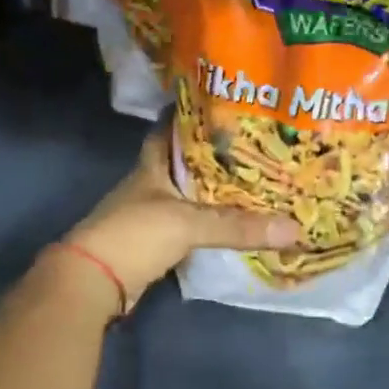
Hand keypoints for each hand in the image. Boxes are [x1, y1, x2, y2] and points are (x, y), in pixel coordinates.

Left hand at [61, 130, 301, 309]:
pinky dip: (209, 223)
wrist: (93, 282)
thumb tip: (295, 228)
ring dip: (214, 191)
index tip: (224, 106)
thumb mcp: (188, 223)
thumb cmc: (134, 235)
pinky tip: (233, 223)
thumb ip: (238, 226)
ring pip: (188, 195)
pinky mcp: (154, 243)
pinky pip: (189, 226)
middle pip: (184, 163)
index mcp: (151, 166)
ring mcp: (149, 214)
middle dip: (215, 156)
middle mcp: (150, 184)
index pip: (169, 129)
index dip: (191, 115)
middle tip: (255, 146)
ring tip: (254, 181)